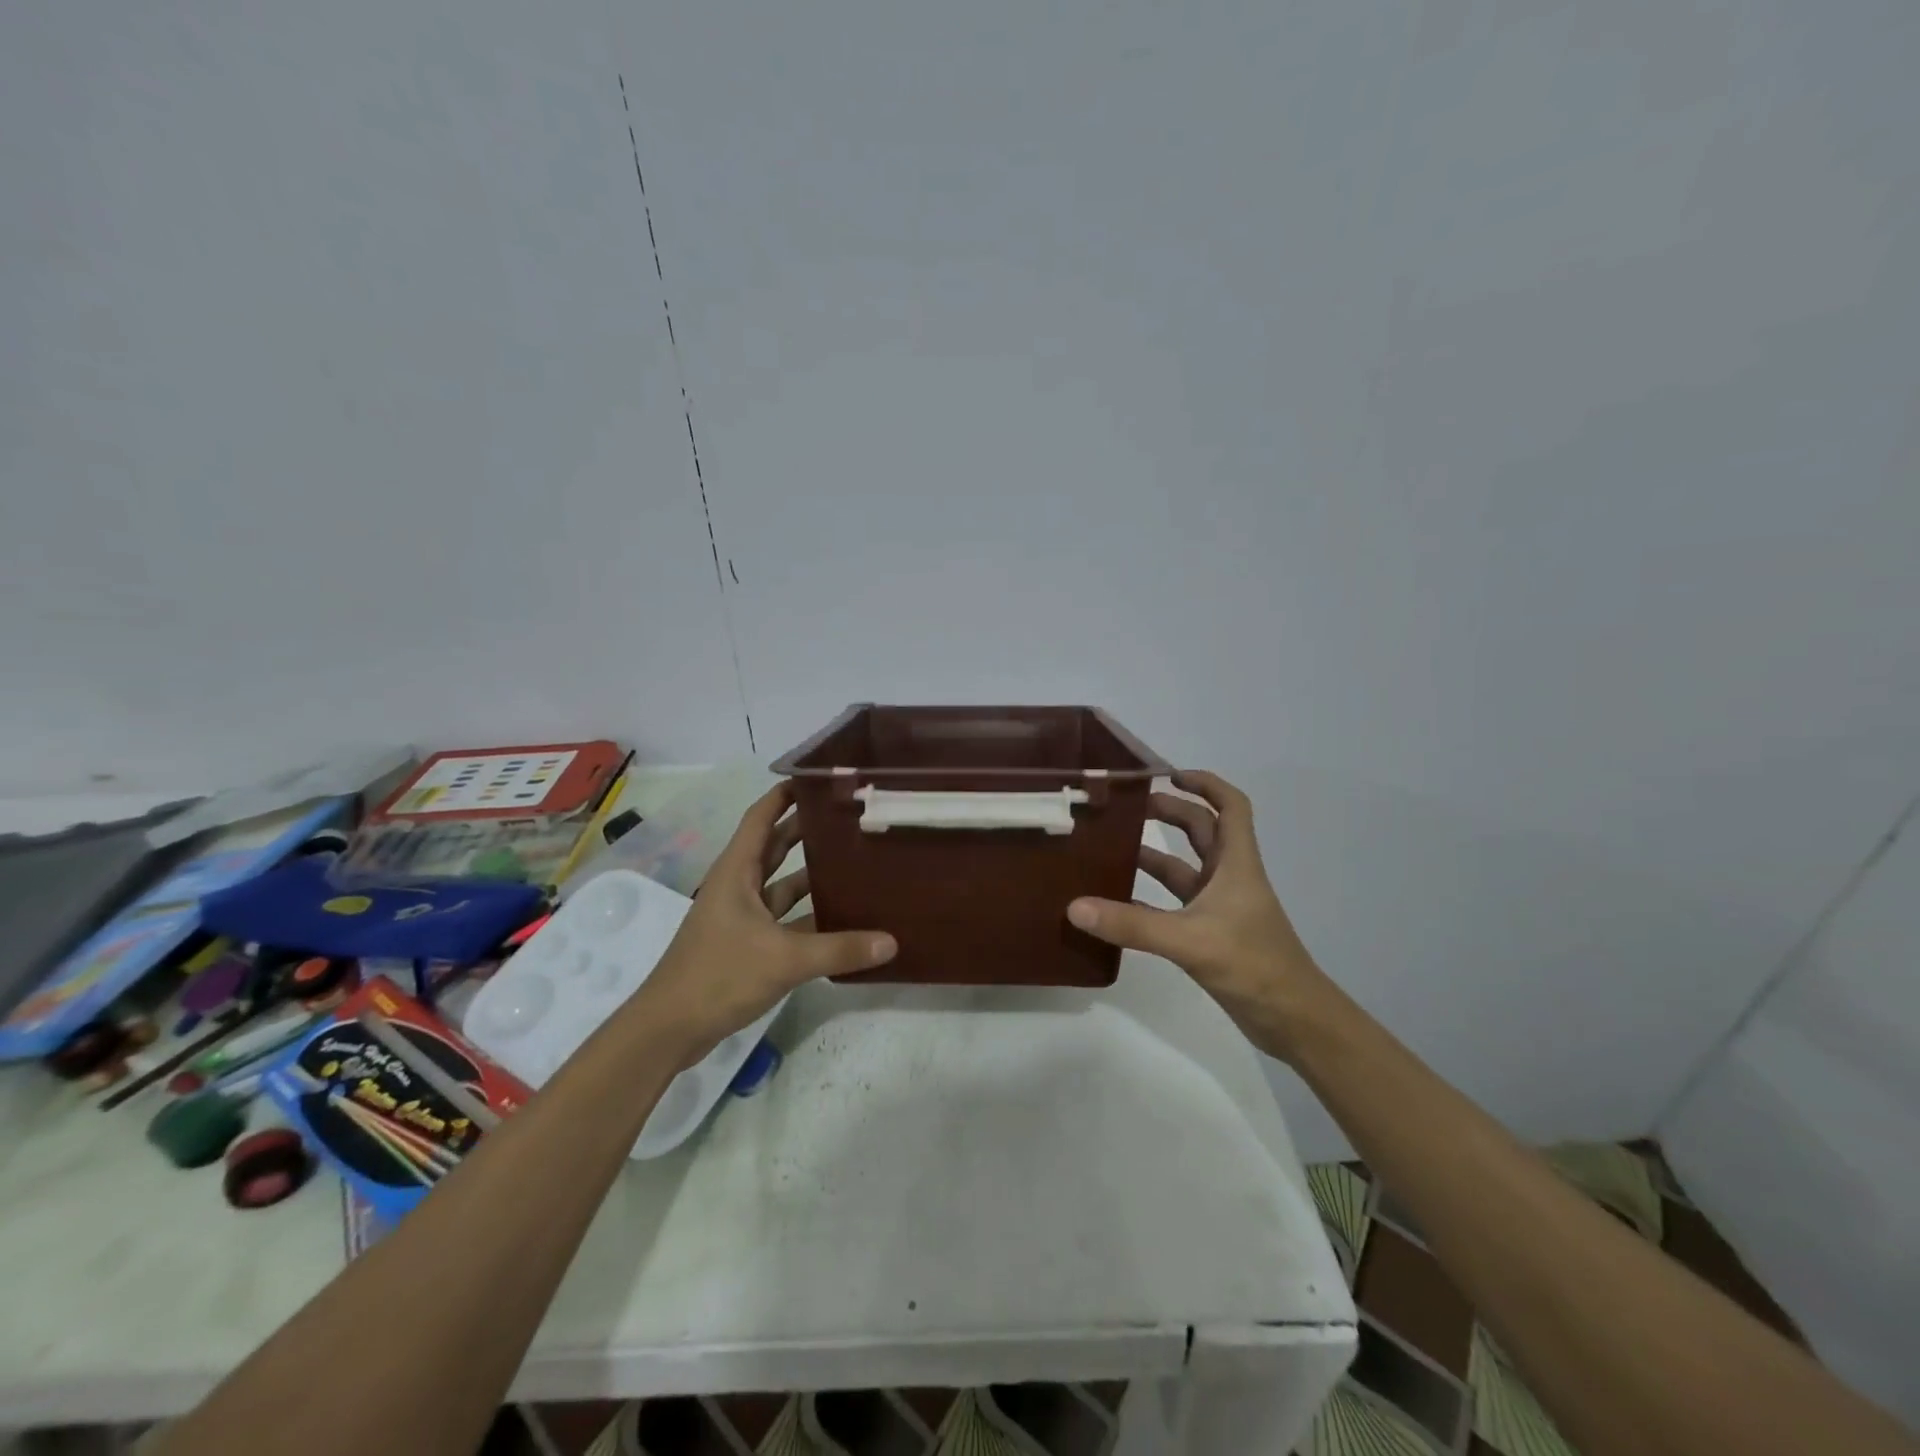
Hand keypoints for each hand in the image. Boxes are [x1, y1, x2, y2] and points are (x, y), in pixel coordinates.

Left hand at [626, 784, 896, 1061]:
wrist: (669, 1028)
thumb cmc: (719, 975)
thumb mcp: (784, 959)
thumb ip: (839, 949)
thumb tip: (891, 941)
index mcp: (737, 871)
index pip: (761, 817)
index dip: (785, 794)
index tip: (819, 779)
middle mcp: (738, 885)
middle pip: (775, 845)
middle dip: (807, 828)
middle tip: (849, 816)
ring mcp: (740, 916)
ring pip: (781, 883)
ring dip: (811, 872)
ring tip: (854, 860)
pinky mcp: (745, 943)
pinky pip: (783, 916)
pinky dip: (807, 913)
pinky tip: (840, 916)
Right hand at [1067, 770, 1332, 1062]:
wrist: (1294, 1020)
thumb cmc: (1254, 965)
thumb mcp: (1190, 941)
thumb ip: (1132, 924)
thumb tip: (1075, 907)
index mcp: (1237, 864)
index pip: (1231, 806)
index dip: (1205, 783)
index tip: (1169, 775)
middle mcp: (1229, 877)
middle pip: (1202, 831)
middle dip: (1171, 812)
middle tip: (1128, 807)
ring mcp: (1221, 907)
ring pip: (1185, 867)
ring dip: (1155, 853)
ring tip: (1112, 846)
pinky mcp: (1212, 933)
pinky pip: (1175, 903)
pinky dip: (1149, 896)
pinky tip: (1117, 901)